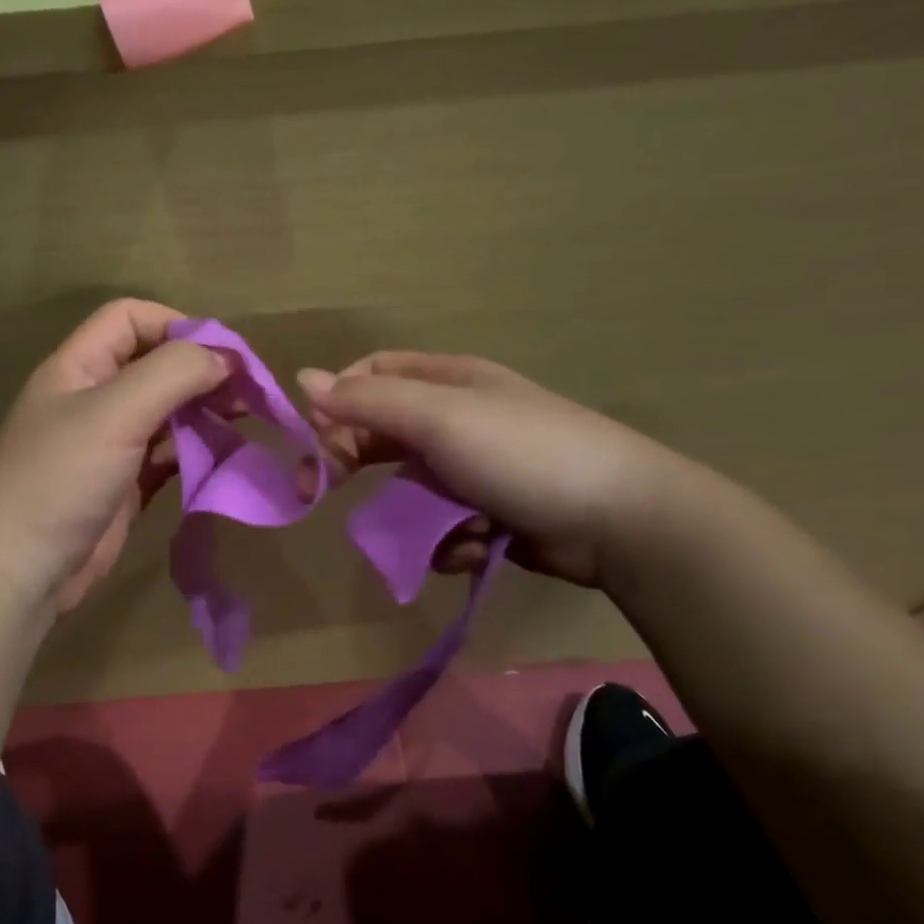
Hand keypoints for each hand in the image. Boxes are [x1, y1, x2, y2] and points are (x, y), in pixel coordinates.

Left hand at [0, 299, 228, 614]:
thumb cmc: (61, 478)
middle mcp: (94, 398)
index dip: (177, 325)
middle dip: (201, 371)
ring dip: (204, 411)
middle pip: (155, 365)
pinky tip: (225, 456)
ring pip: (166, 411)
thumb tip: (223, 358)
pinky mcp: (124, 484)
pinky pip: (168, 455)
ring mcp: (109, 444)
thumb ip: (172, 374)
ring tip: (245, 420)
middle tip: (249, 393)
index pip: (130, 319)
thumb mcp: (115, 412)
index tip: (223, 354)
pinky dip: (197, 451)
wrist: (20, 570)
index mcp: (79, 367)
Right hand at [298, 352, 694, 587]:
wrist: (621, 520)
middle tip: (320, 493)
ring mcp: (475, 469)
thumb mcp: (438, 418)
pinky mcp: (490, 514)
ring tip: (434, 532)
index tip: (313, 439)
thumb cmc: (522, 454)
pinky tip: (474, 547)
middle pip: (381, 434)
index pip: (371, 376)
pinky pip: (442, 525)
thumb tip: (302, 377)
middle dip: (351, 461)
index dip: (336, 402)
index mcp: (447, 382)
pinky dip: (447, 541)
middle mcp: (457, 419)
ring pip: (409, 489)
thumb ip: (367, 402)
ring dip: (410, 514)